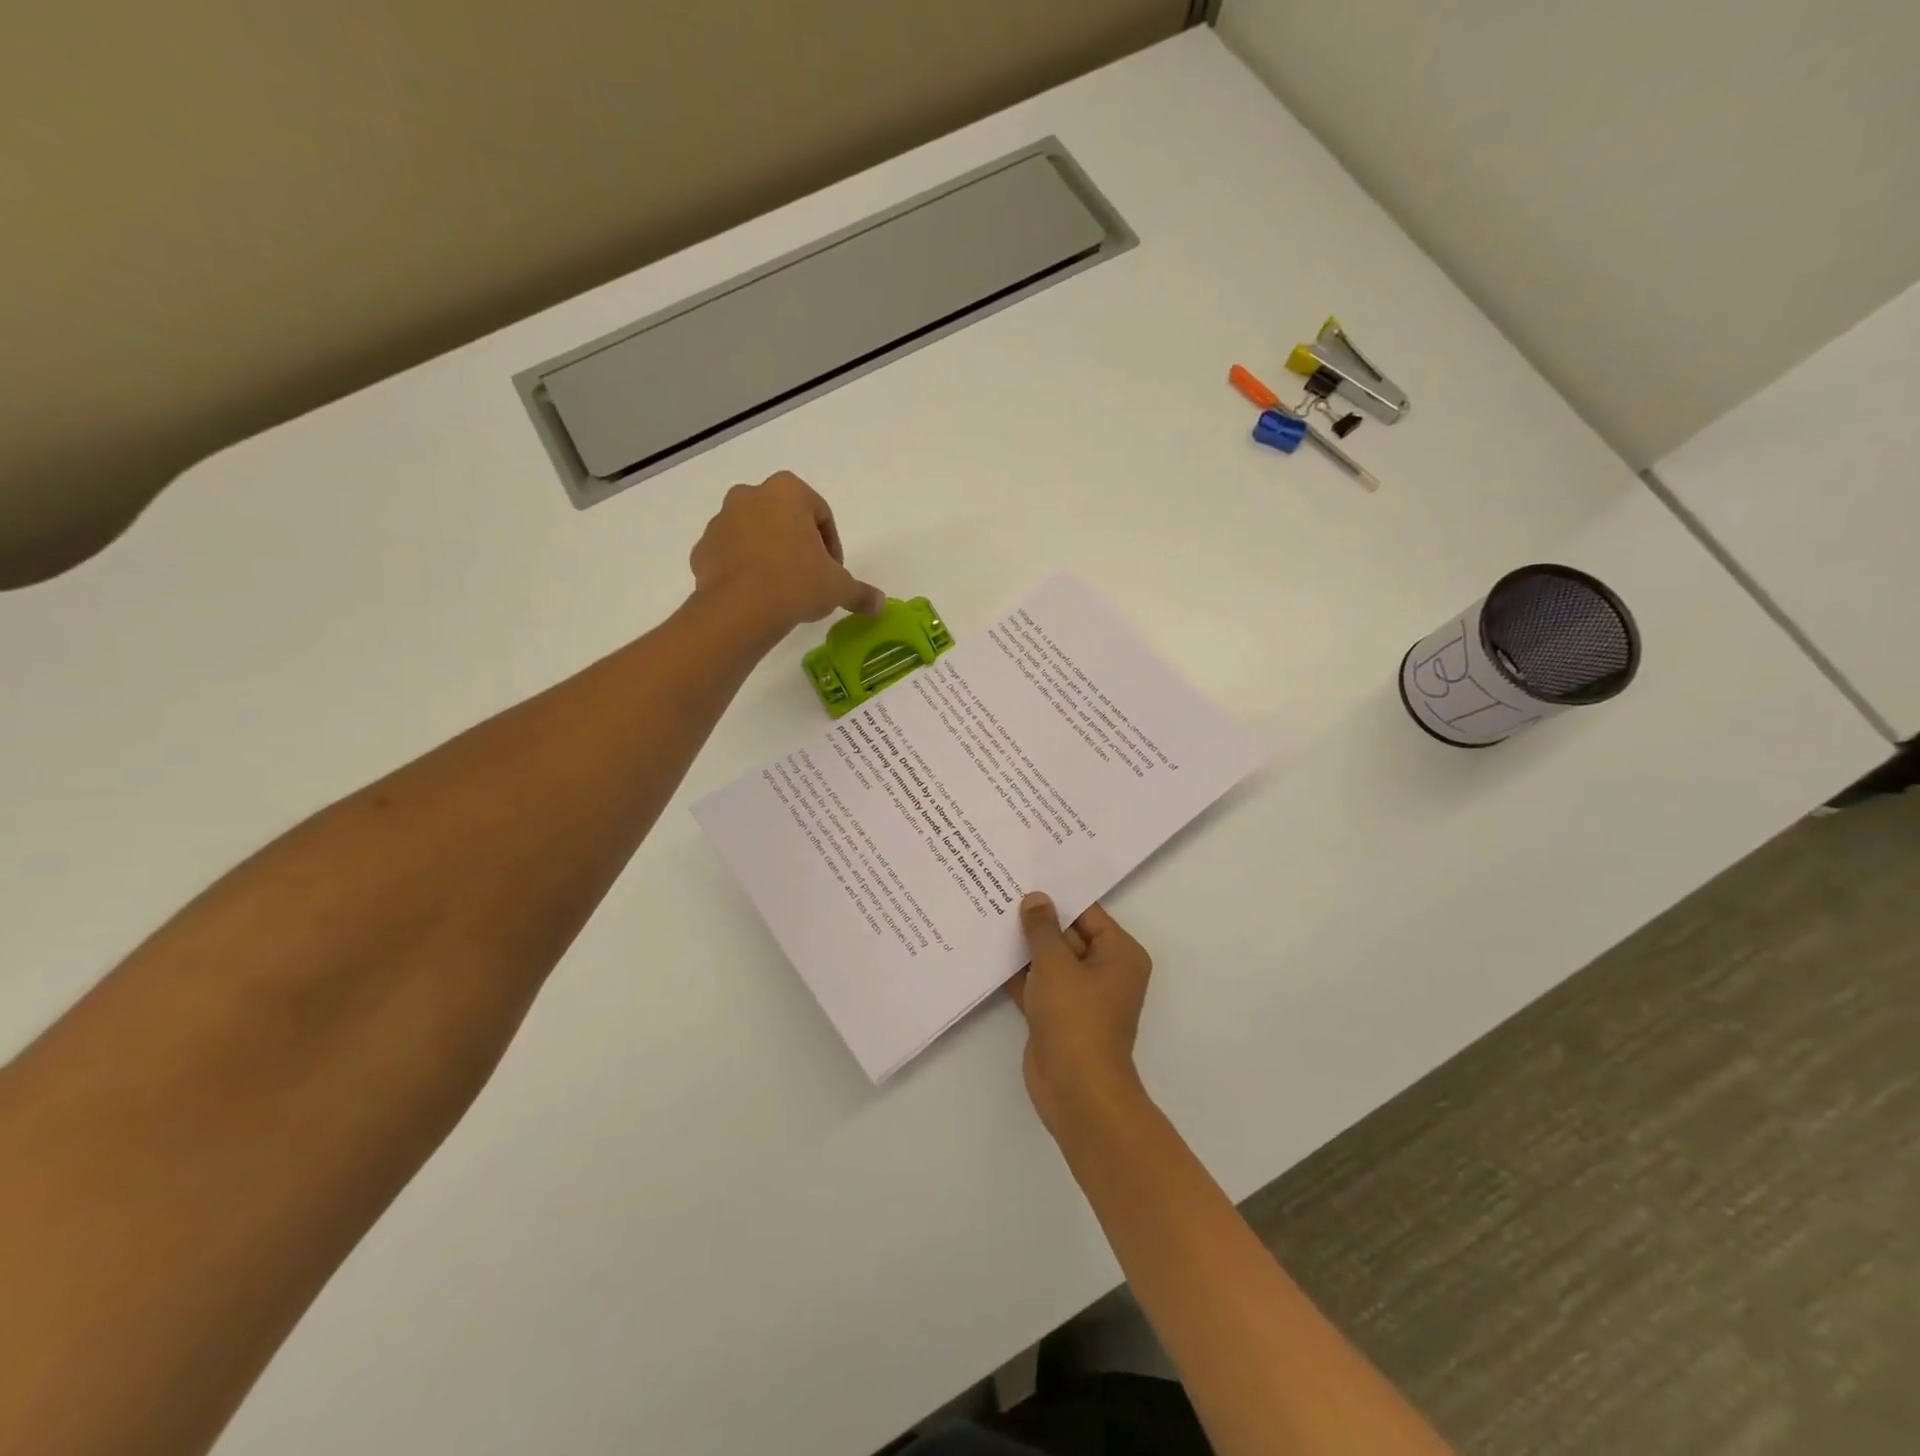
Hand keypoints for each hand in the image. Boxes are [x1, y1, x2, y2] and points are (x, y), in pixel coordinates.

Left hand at [689, 471, 884, 633]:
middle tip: (809, 577)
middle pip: (783, 518)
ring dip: (768, 555)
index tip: (833, 572)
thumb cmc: (798, 583)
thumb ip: (861, 592)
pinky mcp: (702, 550)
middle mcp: (750, 495)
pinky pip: (729, 557)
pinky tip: (757, 597)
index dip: (831, 545)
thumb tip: (880, 603)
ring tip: (782, 590)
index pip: (819, 513)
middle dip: (796, 544)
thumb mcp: (839, 588)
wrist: (741, 609)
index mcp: (787, 491)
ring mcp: (720, 521)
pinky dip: (742, 571)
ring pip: (753, 535)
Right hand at [1008, 894, 1152, 1136]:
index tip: (1026, 877)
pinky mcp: (1058, 1015)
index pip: (1087, 913)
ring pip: (1050, 961)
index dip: (1057, 897)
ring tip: (989, 916)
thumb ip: (1042, 929)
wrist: (1076, 1089)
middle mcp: (1105, 971)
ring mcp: (1081, 996)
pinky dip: (1018, 974)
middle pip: (1068, 935)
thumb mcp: (1056, 964)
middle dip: (1036, 921)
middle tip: (1000, 891)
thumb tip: (1036, 899)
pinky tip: (988, 955)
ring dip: (1024, 948)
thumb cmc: (1075, 1017)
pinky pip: (1038, 985)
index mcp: (1119, 954)